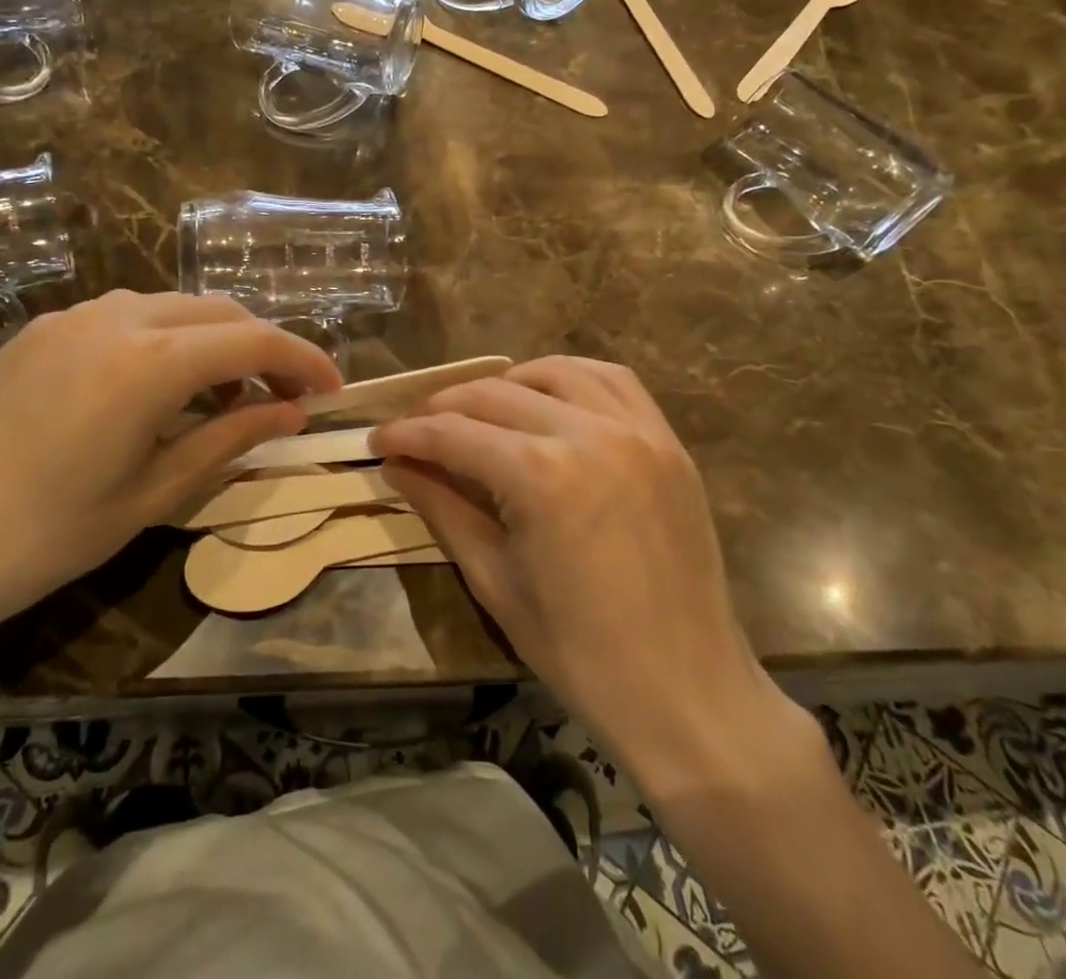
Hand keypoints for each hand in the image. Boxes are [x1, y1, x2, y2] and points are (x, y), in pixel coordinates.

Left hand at [0, 291, 339, 685]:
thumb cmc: (42, 538)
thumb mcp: (152, 494)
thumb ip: (230, 439)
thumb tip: (292, 413)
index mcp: (150, 361)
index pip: (255, 340)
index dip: (304, 360)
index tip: (332, 389)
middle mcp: (116, 317)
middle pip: (219, 311)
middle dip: (263, 348)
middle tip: (283, 399)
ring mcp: (70, 317)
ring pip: (172, 306)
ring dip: (213, 341)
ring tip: (223, 398)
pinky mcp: (38, 330)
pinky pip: (125, 315)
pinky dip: (165, 339)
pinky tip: (158, 388)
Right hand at [373, 357, 815, 798]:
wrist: (687, 692)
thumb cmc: (580, 653)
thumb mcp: (495, 580)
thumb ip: (443, 508)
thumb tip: (397, 466)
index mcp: (539, 476)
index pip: (453, 434)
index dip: (407, 434)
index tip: (378, 439)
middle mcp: (587, 433)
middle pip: (494, 394)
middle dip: (444, 407)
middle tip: (416, 429)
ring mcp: (635, 431)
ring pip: (553, 373)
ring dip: (506, 384)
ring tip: (480, 411)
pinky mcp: (666, 440)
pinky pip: (613, 381)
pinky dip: (571, 379)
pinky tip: (550, 399)